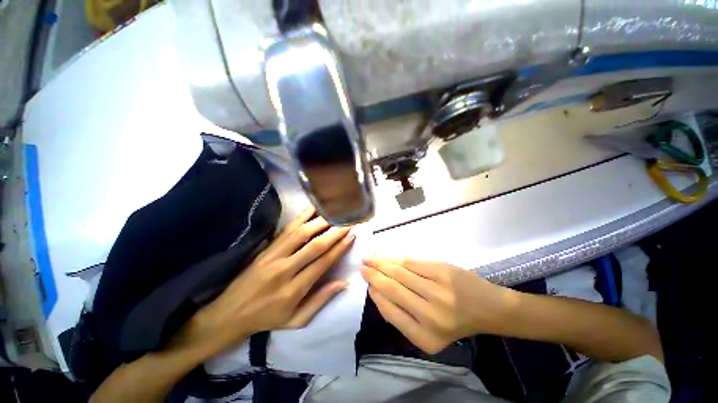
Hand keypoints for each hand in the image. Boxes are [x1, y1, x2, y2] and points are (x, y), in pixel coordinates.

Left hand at [178, 207, 354, 355]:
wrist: (229, 314)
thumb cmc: (267, 318)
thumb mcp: (296, 321)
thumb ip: (320, 301)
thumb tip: (343, 283)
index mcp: (294, 290)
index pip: (322, 263)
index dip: (339, 248)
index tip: (352, 235)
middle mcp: (285, 269)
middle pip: (314, 245)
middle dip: (334, 232)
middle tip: (348, 221)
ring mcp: (273, 256)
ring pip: (301, 233)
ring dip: (320, 221)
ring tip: (335, 212)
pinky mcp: (267, 248)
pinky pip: (287, 229)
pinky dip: (302, 216)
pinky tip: (313, 208)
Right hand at [361, 258, 518, 353]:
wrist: (488, 308)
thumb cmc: (456, 322)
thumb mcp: (429, 332)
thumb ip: (403, 317)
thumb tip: (378, 292)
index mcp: (425, 338)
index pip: (390, 311)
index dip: (375, 295)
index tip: (368, 285)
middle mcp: (430, 316)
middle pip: (392, 289)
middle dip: (373, 276)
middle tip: (362, 267)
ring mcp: (437, 291)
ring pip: (399, 273)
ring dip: (381, 264)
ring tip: (369, 259)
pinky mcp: (442, 271)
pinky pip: (411, 263)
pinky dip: (396, 259)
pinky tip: (387, 257)